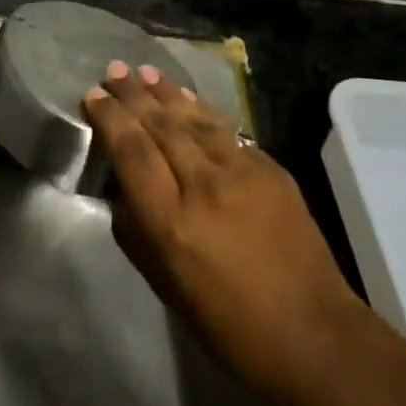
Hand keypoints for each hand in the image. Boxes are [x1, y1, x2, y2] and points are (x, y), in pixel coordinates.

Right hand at [83, 61, 372, 405]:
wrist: (312, 334)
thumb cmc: (228, 324)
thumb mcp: (165, 285)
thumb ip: (136, 229)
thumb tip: (122, 187)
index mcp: (171, 222)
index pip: (131, 152)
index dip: (110, 119)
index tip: (93, 96)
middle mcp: (204, 186)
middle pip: (161, 126)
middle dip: (133, 95)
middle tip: (114, 70)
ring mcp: (242, 172)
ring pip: (195, 119)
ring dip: (167, 93)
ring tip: (145, 72)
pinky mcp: (271, 169)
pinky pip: (226, 131)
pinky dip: (202, 111)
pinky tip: (188, 99)